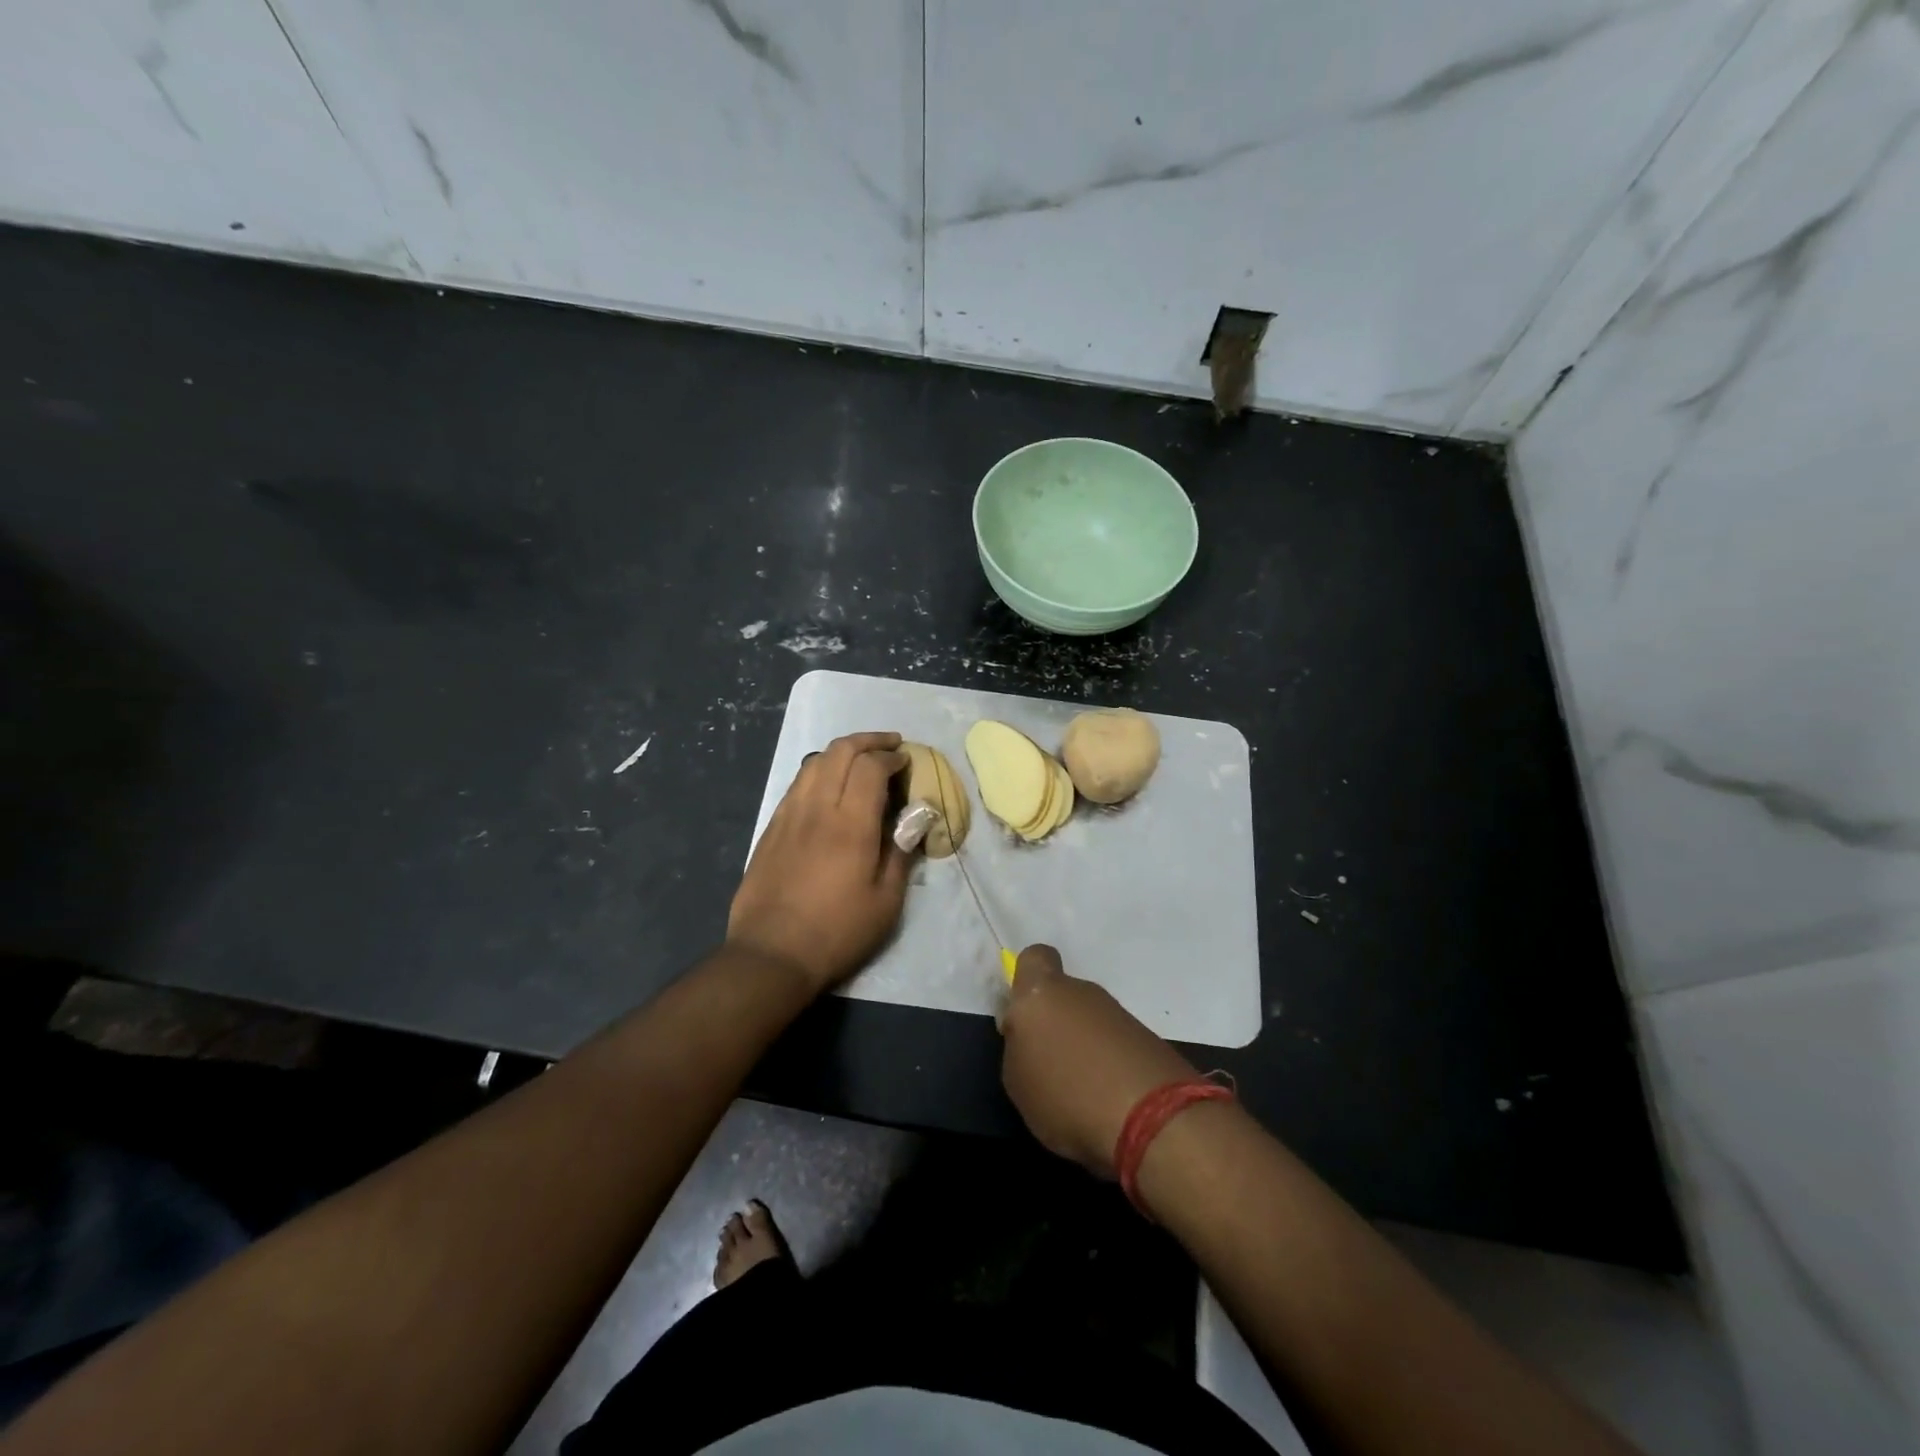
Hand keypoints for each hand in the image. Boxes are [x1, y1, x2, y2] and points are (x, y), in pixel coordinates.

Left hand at [727, 731, 911, 993]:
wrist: (771, 953)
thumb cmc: (837, 931)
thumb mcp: (885, 901)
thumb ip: (901, 853)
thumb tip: (914, 819)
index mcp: (850, 824)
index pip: (870, 767)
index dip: (891, 757)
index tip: (905, 762)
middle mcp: (817, 808)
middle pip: (840, 751)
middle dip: (868, 741)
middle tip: (890, 745)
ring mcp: (789, 815)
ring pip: (815, 762)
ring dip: (842, 751)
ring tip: (861, 758)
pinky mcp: (771, 827)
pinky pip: (798, 783)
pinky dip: (819, 771)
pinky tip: (829, 785)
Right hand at [998, 944, 1195, 1176]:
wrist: (1153, 1119)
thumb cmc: (1067, 1096)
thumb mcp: (1017, 1082)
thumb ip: (1018, 1047)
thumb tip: (1028, 1036)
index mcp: (1041, 993)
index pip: (1034, 958)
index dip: (1026, 981)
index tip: (1023, 1018)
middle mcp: (1081, 991)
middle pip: (1063, 995)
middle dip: (1056, 1023)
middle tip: (1050, 1066)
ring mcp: (1118, 1012)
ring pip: (1090, 1020)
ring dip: (1084, 1046)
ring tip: (1081, 1091)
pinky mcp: (1147, 1037)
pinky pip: (1115, 1043)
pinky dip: (1110, 1063)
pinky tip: (1108, 1099)